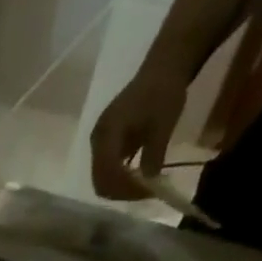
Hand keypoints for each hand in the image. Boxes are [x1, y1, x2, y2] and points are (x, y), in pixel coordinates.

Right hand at [90, 65, 190, 200]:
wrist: (162, 68)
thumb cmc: (164, 92)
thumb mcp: (163, 125)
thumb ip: (154, 156)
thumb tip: (149, 184)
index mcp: (107, 134)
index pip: (108, 173)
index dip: (126, 188)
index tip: (149, 191)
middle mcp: (97, 140)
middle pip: (100, 181)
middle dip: (122, 192)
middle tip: (146, 193)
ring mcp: (98, 142)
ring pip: (102, 178)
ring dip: (120, 187)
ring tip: (143, 186)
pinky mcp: (104, 142)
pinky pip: (106, 169)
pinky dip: (120, 178)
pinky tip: (137, 176)